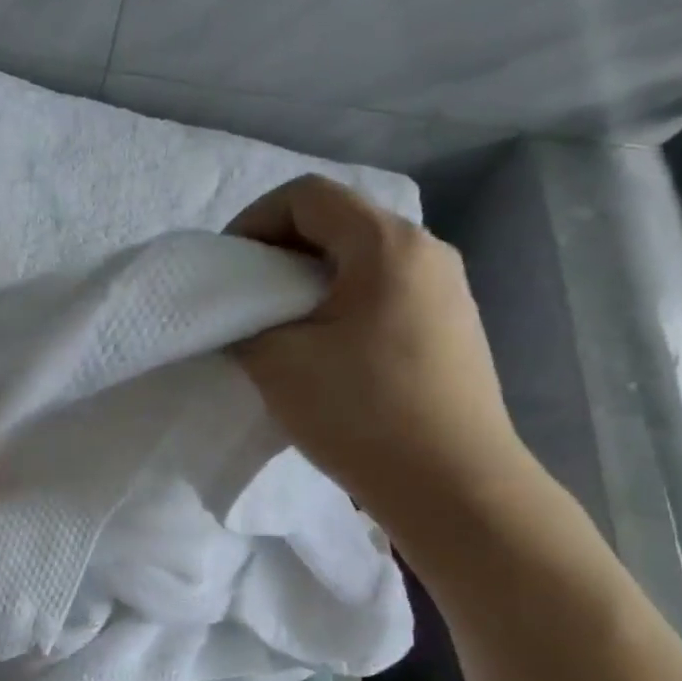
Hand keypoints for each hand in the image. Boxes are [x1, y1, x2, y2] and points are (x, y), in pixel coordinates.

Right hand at [227, 175, 531, 532]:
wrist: (453, 485)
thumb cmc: (362, 413)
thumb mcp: (278, 363)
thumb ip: (245, 323)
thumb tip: (242, 317)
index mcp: (387, 244)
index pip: (307, 195)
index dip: (253, 221)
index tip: (228, 268)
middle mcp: (427, 251)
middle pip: (338, 221)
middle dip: (279, 251)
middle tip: (246, 297)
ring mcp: (447, 289)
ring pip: (362, 259)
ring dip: (310, 280)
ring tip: (281, 327)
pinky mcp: (452, 327)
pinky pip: (385, 292)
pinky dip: (342, 304)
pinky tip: (326, 351)